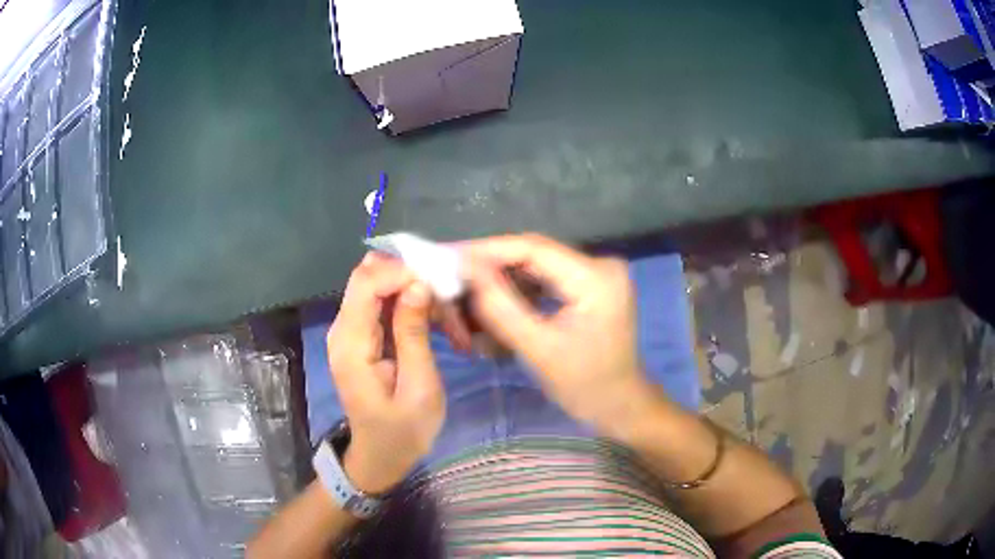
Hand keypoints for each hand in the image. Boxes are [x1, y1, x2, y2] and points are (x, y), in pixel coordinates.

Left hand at [326, 254, 444, 493]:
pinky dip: (411, 304)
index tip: (441, 281)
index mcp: (351, 344)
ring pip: (379, 287)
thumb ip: (414, 333)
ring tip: (449, 315)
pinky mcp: (362, 337)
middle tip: (449, 294)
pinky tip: (436, 321)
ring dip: (414, 291)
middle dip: (410, 277)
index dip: (402, 271)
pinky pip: (383, 305)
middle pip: (370, 278)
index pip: (367, 283)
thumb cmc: (403, 431)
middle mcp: (343, 330)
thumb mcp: (419, 387)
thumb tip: (418, 284)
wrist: (381, 455)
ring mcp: (350, 332)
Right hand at [461, 234, 655, 431]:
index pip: (532, 248)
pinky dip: (519, 293)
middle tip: (453, 280)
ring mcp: (595, 274)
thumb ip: (500, 307)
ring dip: (503, 282)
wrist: (621, 405)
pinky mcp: (589, 286)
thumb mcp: (539, 349)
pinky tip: (495, 306)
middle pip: (533, 255)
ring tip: (469, 297)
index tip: (449, 256)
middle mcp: (599, 265)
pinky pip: (545, 281)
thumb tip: (466, 270)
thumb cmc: (586, 386)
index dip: (487, 249)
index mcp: (596, 276)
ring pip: (536, 268)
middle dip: (491, 269)